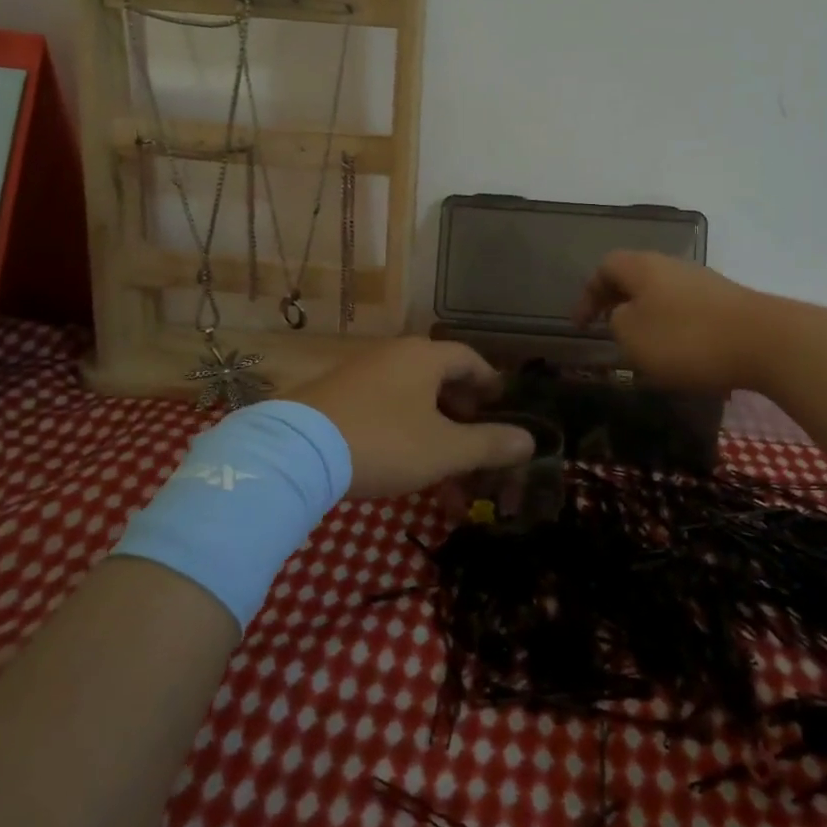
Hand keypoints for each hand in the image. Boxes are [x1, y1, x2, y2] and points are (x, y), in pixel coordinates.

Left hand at [286, 339, 534, 498]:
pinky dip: (403, 432)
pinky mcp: (335, 396)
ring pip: (411, 399)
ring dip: (433, 431)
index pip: (469, 359)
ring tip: (443, 470)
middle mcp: (393, 355)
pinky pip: (383, 408)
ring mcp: (361, 373)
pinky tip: (402, 465)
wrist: (297, 451)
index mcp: (424, 357)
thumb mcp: (444, 449)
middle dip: (462, 414)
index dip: (490, 383)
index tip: (502, 406)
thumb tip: (529, 440)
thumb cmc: (385, 442)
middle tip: (475, 443)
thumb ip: (489, 444)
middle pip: (439, 378)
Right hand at [574, 250, 778, 394]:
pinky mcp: (727, 302)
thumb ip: (616, 323)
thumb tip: (624, 315)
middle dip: (617, 303)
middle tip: (607, 331)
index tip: (581, 326)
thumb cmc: (686, 338)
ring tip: (643, 348)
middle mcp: (671, 265)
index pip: (605, 268)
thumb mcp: (633, 336)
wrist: (766, 342)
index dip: (587, 295)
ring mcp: (703, 282)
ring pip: (661, 294)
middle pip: (634, 277)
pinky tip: (680, 354)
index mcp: (642, 267)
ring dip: (646, 316)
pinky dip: (673, 327)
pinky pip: (686, 309)